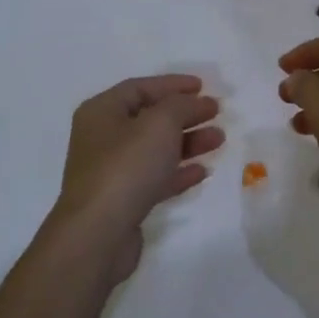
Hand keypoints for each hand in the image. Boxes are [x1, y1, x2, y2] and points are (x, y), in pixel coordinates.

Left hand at [54, 74, 222, 282]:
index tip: (203, 86)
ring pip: (156, 149)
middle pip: (150, 118)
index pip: (140, 88)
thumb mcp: (159, 124)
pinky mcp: (124, 200)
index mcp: (102, 112)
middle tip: (216, 113)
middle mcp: (103, 138)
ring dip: (188, 142)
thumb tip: (195, 102)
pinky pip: (155, 177)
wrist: (98, 233)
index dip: (172, 84)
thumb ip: (181, 105)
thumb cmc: (126, 167)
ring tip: (219, 140)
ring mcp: (112, 171)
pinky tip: (203, 171)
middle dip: (185, 114)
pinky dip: (179, 172)